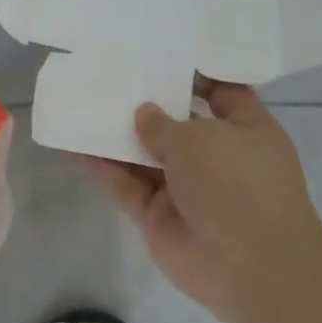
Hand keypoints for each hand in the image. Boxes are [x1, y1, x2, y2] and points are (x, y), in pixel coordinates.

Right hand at [75, 80, 321, 317]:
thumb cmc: (237, 183)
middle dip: (146, 103)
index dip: (195, 75)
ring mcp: (187, 189)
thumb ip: (163, 122)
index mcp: (247, 131)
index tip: (160, 56)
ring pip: (145, 156)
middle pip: (177, 125)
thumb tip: (144, 113)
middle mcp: (218, 158)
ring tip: (81, 104)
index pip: (223, 94)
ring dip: (116, 135)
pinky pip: (126, 184)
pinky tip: (72, 145)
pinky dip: (102, 167)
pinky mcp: (158, 215)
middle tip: (108, 75)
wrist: (249, 266)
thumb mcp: (200, 137)